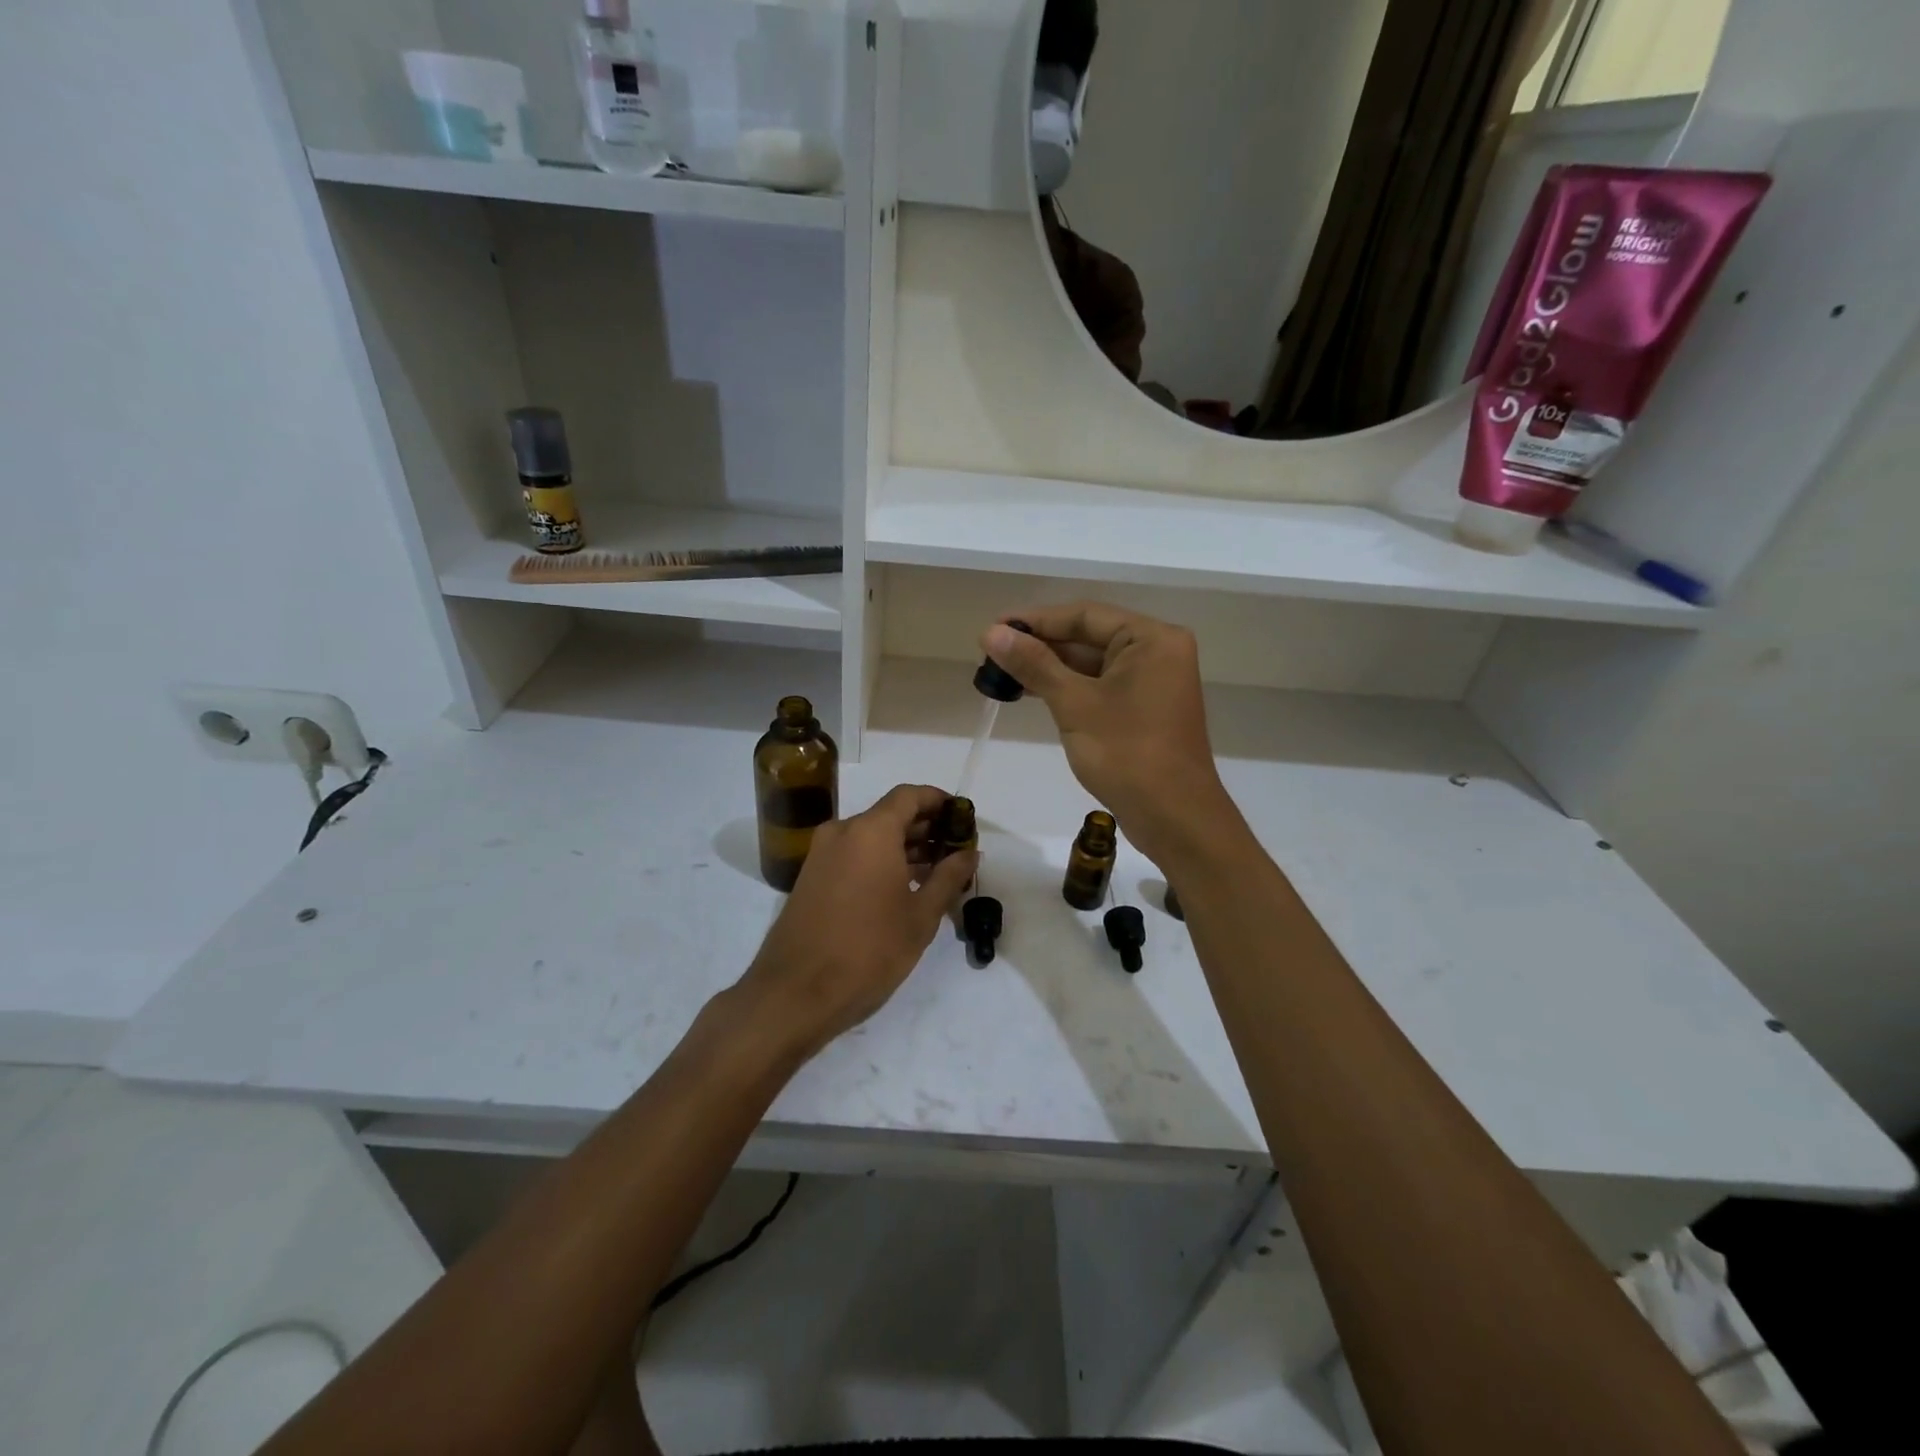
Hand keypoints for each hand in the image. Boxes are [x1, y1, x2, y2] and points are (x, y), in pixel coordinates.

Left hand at [736, 784, 976, 1062]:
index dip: (938, 800)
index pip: (909, 795)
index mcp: (871, 831)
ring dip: (902, 846)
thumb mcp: (920, 917)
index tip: (962, 817)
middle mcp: (842, 832)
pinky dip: (879, 861)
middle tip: (955, 849)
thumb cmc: (868, 951)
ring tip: (935, 872)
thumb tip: (970, 853)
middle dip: (924, 827)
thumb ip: (948, 878)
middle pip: (889, 814)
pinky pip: (852, 855)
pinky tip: (901, 888)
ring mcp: (821, 854)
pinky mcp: (810, 877)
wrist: (795, 994)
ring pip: (870, 836)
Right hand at [981, 603, 1238, 865]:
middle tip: (991, 653)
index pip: (1084, 616)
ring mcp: (1153, 682)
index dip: (1035, 621)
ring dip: (1050, 668)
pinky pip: (1100, 686)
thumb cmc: (1127, 754)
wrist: (1174, 818)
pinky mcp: (1144, 709)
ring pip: (1092, 664)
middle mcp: (1157, 652)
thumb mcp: (1075, 704)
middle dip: (1040, 645)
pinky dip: (1068, 688)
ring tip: (1002, 673)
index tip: (993, 630)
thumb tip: (992, 632)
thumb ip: (1034, 664)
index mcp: (1152, 639)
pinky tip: (1032, 691)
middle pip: (1089, 637)